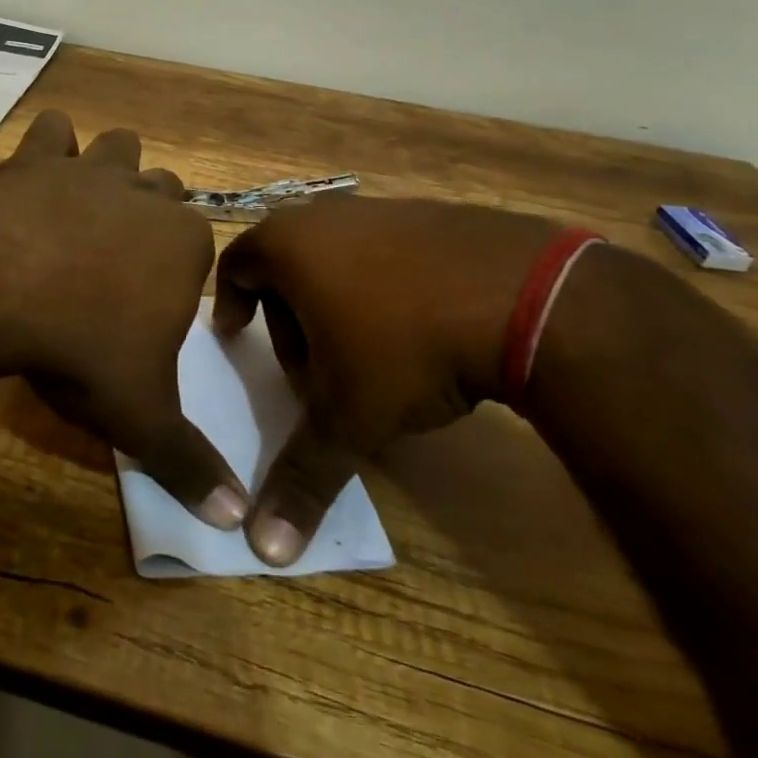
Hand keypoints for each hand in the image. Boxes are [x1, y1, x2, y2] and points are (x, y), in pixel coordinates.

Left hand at [0, 110, 247, 529]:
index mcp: (185, 244)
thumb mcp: (141, 417)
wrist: (3, 289)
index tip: (155, 301)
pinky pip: (51, 130)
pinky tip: (37, 167)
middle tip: (122, 255)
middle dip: (153, 213)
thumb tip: (238, 522)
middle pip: (166, 189)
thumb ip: (190, 464)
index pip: (200, 245)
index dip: (180, 270)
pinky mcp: (37, 158)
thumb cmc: (83, 348)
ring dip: (111, 166)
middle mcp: (146, 195)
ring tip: (88, 200)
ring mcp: (91, 169)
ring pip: (120, 147)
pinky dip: (49, 143)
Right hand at [211, 196, 559, 563]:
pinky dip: (383, 286)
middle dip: (288, 317)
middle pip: (285, 264)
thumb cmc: (407, 348)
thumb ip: (302, 476)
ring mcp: (382, 209)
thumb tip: (262, 549)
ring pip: (335, 257)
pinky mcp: (431, 214)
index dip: (230, 304)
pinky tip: (420, 330)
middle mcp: (326, 215)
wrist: (527, 295)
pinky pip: (385, 250)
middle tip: (311, 368)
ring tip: (368, 355)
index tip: (237, 337)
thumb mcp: (349, 417)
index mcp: (288, 245)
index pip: (235, 266)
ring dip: (335, 303)